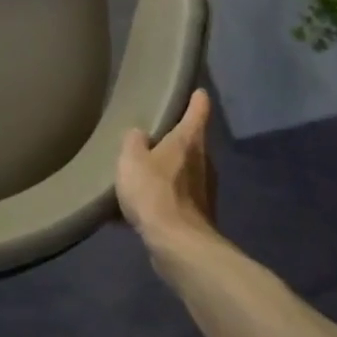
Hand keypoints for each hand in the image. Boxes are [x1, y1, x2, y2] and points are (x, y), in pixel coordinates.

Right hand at [116, 90, 217, 253]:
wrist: (178, 246)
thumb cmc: (155, 192)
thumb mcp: (131, 159)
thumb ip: (133, 141)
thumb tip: (140, 135)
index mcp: (189, 141)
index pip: (199, 110)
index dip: (197, 99)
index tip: (196, 91)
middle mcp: (203, 162)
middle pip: (192, 143)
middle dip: (175, 140)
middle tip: (152, 136)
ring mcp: (204, 191)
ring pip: (184, 173)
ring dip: (166, 173)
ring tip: (140, 175)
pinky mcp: (198, 217)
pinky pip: (175, 200)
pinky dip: (161, 200)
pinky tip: (137, 211)